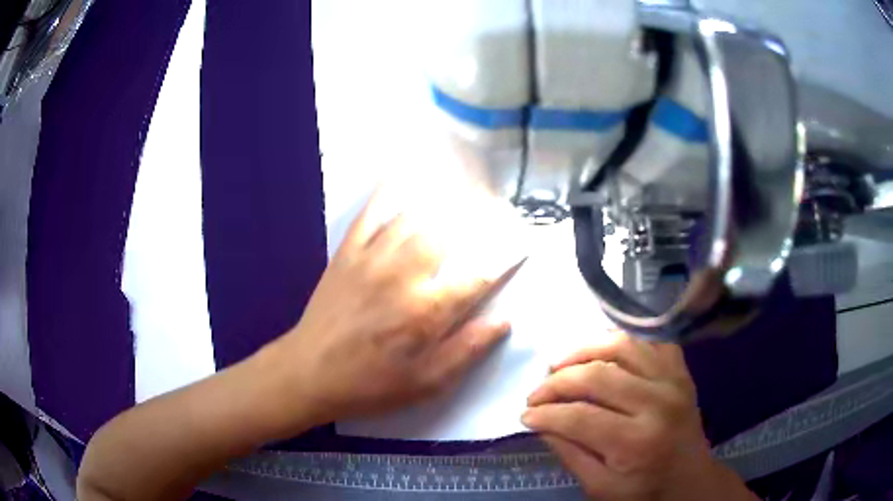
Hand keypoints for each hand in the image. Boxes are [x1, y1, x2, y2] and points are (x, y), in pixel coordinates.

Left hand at [267, 191, 521, 425]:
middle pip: (448, 234)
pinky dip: (386, 193)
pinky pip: (369, 214)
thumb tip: (504, 320)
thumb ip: (467, 350)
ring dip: (440, 201)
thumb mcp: (427, 383)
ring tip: (461, 186)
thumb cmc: (372, 384)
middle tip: (494, 205)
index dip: (505, 259)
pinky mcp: (347, 253)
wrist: (311, 373)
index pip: (479, 275)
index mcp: (429, 310)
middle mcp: (405, 274)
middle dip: (476, 217)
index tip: (522, 245)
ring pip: (414, 217)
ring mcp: (373, 258)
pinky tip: (398, 175)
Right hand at [523, 334, 753, 500]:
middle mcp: (657, 403)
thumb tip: (541, 423)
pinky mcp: (679, 370)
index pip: (579, 417)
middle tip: (536, 393)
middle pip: (597, 375)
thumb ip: (570, 455)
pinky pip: (647, 341)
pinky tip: (602, 355)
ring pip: (621, 345)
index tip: (525, 415)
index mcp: (637, 442)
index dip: (546, 414)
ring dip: (583, 350)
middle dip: (556, 382)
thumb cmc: (644, 490)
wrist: (690, 477)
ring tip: (560, 364)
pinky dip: (620, 343)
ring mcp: (672, 379)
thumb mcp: (600, 488)